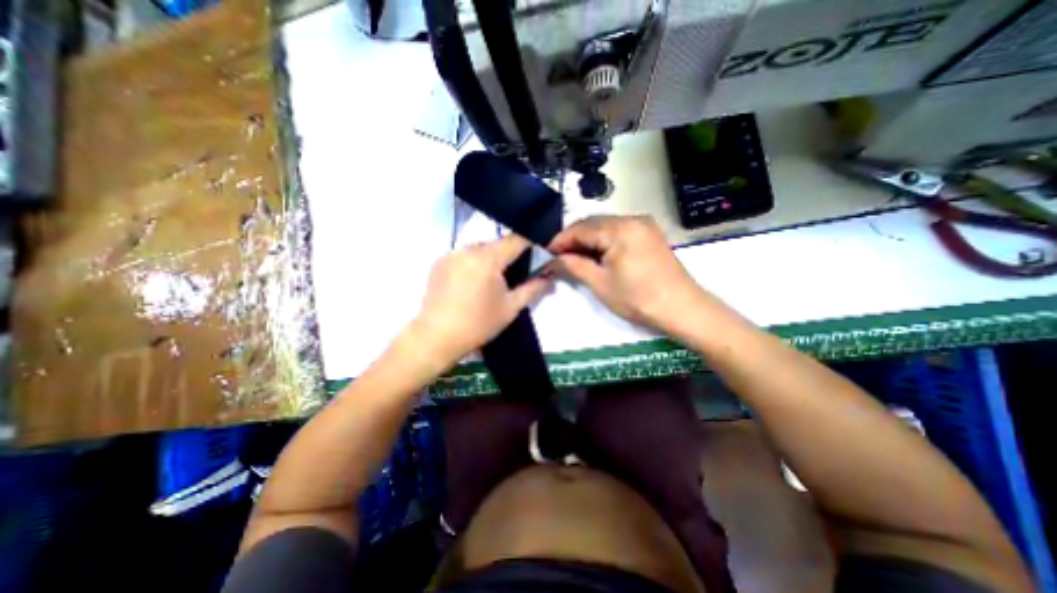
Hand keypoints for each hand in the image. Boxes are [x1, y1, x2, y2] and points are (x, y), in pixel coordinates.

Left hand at [411, 235, 554, 362]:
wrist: (436, 337)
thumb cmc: (479, 324)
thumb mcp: (511, 307)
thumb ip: (533, 289)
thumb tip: (551, 278)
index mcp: (488, 257)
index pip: (516, 239)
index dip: (531, 242)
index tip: (539, 249)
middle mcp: (468, 249)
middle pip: (496, 244)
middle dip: (508, 255)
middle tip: (513, 276)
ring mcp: (451, 254)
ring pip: (479, 250)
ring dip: (488, 260)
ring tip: (489, 283)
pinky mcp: (438, 263)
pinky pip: (463, 256)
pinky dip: (472, 264)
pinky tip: (470, 284)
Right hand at [550, 215, 714, 334]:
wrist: (682, 309)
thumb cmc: (639, 299)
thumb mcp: (600, 284)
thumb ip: (573, 266)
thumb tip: (552, 260)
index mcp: (620, 229)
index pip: (580, 228)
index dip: (560, 240)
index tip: (546, 254)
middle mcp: (632, 219)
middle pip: (593, 223)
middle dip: (573, 239)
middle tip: (559, 258)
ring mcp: (644, 225)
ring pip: (605, 226)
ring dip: (588, 240)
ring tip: (575, 258)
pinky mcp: (649, 234)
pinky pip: (619, 231)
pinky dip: (604, 241)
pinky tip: (597, 255)